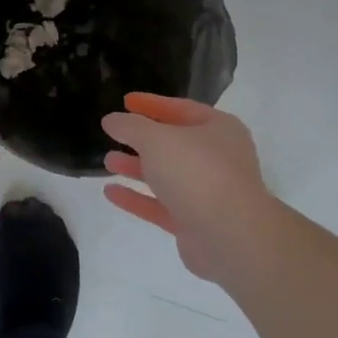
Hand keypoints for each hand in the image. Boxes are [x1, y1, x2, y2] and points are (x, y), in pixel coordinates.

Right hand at [101, 93, 273, 284]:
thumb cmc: (196, 172)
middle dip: (142, 139)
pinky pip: (161, 205)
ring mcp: (207, 193)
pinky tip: (110, 192)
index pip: (181, 108)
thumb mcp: (156, 138)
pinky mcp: (195, 223)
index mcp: (218, 129)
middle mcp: (217, 158)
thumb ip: (130, 126)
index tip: (126, 101)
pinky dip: (137, 198)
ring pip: (167, 175)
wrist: (230, 236)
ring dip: (137, 168)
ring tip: (108, 162)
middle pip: (174, 144)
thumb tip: (112, 120)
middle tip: (114, 133)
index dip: (152, 104)